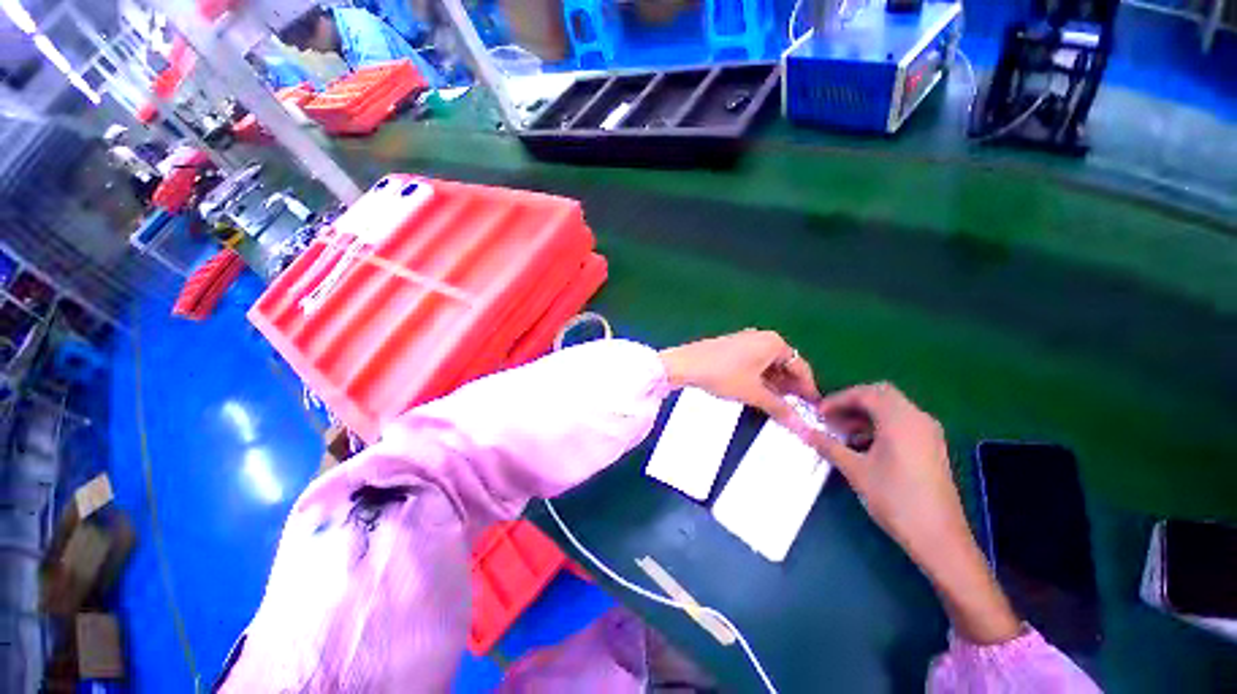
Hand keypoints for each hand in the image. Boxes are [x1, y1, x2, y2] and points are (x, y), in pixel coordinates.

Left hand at [659, 330, 819, 436]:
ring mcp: (746, 340)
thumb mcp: (753, 393)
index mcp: (773, 343)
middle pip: (785, 365)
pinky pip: (754, 362)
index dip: (807, 389)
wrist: (685, 364)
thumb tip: (802, 427)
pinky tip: (759, 392)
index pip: (800, 367)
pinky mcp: (732, 346)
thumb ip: (779, 408)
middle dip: (790, 387)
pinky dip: (760, 377)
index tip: (813, 408)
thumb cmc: (723, 375)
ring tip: (777, 405)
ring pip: (768, 365)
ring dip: (774, 384)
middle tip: (795, 409)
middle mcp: (762, 337)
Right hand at [808, 383, 1021, 644]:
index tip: (818, 414)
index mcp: (900, 419)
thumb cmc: (895, 498)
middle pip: (881, 395)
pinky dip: (880, 426)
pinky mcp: (931, 447)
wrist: (939, 537)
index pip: (865, 393)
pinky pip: (902, 424)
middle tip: (831, 418)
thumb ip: (828, 445)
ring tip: (843, 433)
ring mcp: (928, 433)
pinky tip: (864, 446)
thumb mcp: (855, 470)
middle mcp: (918, 419)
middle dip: (852, 402)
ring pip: (892, 409)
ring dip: (865, 415)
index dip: (838, 399)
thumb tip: (804, 431)